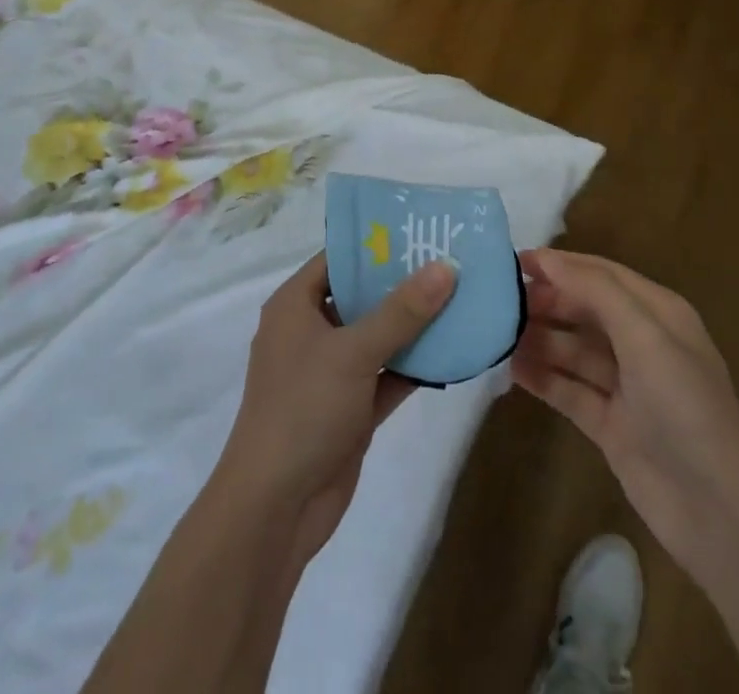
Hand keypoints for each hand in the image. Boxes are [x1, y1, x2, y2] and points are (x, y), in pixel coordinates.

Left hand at [215, 252, 455, 563]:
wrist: (276, 508)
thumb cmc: (304, 409)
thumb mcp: (354, 351)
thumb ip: (401, 310)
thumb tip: (445, 266)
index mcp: (295, 306)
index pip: (336, 259)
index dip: (374, 244)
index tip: (419, 231)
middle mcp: (311, 332)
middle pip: (361, 296)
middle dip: (402, 283)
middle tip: (451, 261)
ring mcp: (331, 373)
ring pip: (378, 337)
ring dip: (414, 326)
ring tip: (461, 298)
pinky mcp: (350, 409)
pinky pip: (387, 376)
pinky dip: (415, 366)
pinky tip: (454, 351)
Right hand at [513, 248, 738, 580]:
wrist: (718, 513)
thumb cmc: (684, 407)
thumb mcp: (645, 336)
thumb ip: (596, 291)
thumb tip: (547, 259)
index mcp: (658, 314)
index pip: (601, 274)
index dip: (560, 264)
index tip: (514, 260)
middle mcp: (642, 344)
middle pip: (584, 310)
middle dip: (546, 301)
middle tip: (499, 300)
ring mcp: (626, 387)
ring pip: (573, 350)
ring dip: (539, 339)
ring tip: (496, 332)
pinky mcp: (610, 426)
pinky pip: (569, 390)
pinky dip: (543, 378)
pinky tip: (512, 369)